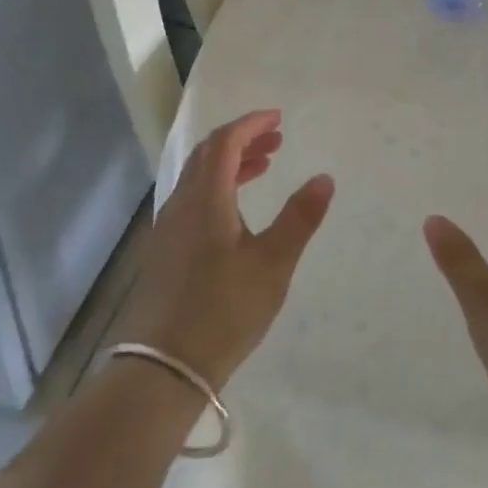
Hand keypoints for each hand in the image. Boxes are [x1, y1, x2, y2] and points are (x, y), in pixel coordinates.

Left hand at [116, 110, 333, 389]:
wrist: (162, 368)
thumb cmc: (224, 311)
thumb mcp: (273, 265)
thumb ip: (299, 218)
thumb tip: (324, 177)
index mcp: (206, 199)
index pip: (225, 142)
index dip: (251, 124)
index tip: (278, 118)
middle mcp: (181, 204)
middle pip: (208, 155)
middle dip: (242, 140)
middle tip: (277, 141)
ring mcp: (167, 228)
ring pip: (198, 178)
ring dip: (230, 164)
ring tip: (264, 167)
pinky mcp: (163, 251)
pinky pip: (192, 199)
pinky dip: (217, 188)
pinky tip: (235, 212)